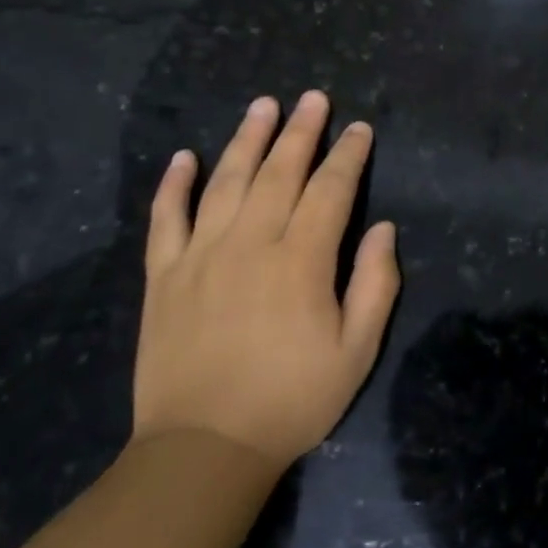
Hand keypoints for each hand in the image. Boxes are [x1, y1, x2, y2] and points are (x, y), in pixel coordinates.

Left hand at [133, 90, 400, 468]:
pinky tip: (183, 156)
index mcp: (301, 261)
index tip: (359, 129)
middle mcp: (250, 244)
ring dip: (246, 139)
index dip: (348, 155)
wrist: (202, 450)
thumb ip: (375, 285)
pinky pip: (165, 219)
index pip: (330, 190)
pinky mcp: (164, 276)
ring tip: (262, 105)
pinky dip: (173, 185)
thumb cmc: (291, 401)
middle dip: (300, 131)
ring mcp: (201, 256)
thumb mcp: (356, 352)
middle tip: (313, 97)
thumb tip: (383, 228)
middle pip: (279, 172)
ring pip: (225, 181)